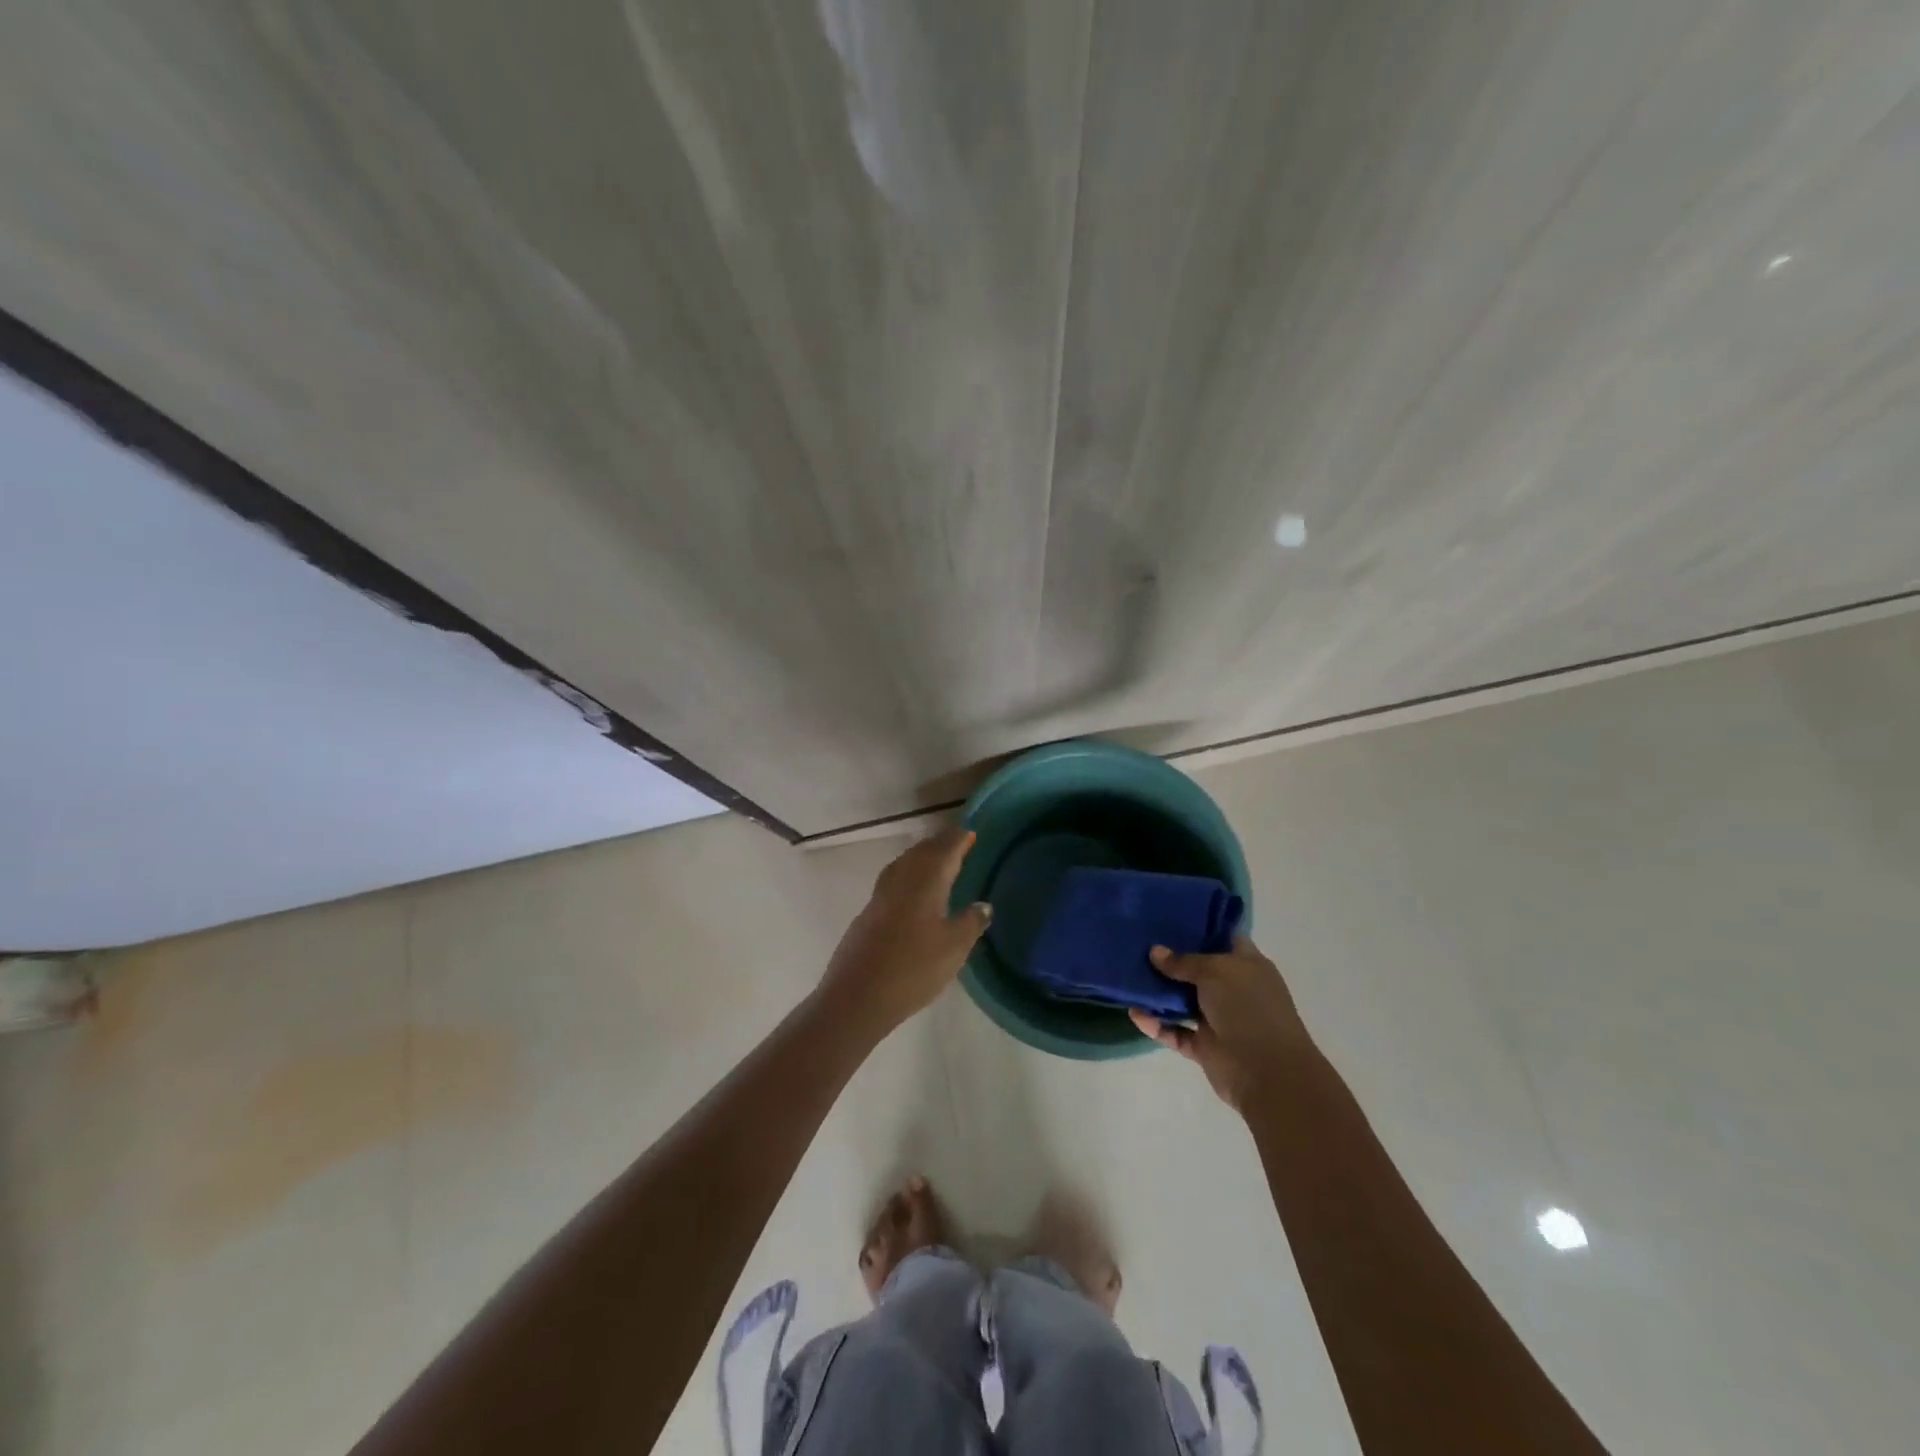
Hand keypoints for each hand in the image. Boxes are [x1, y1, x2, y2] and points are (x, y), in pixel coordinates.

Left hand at [817, 828, 991, 1034]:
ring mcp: (880, 898)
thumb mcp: (954, 948)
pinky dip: (907, 873)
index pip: (944, 851)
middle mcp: (901, 882)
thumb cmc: (913, 969)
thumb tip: (983, 904)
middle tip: (956, 841)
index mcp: (925, 883)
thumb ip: (970, 923)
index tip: (969, 831)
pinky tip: (911, 890)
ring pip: (903, 864)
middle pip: (921, 853)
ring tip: (935, 859)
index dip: (957, 840)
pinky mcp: (867, 915)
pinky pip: (892, 881)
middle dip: (939, 844)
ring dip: (920, 856)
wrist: (857, 996)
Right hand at [1129, 937, 1313, 1113]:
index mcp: (1247, 965)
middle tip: (1138, 943)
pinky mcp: (1205, 1046)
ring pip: (1183, 1001)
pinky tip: (1134, 1014)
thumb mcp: (1216, 971)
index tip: (1169, 917)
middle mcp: (1233, 989)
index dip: (1200, 927)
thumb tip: (1155, 951)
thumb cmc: (1248, 1008)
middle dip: (1170, 958)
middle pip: (1198, 969)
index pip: (1224, 938)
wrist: (1267, 1072)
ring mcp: (1219, 1019)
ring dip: (1159, 993)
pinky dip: (1156, 1025)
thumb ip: (1184, 961)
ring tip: (1129, 977)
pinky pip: (1175, 1031)